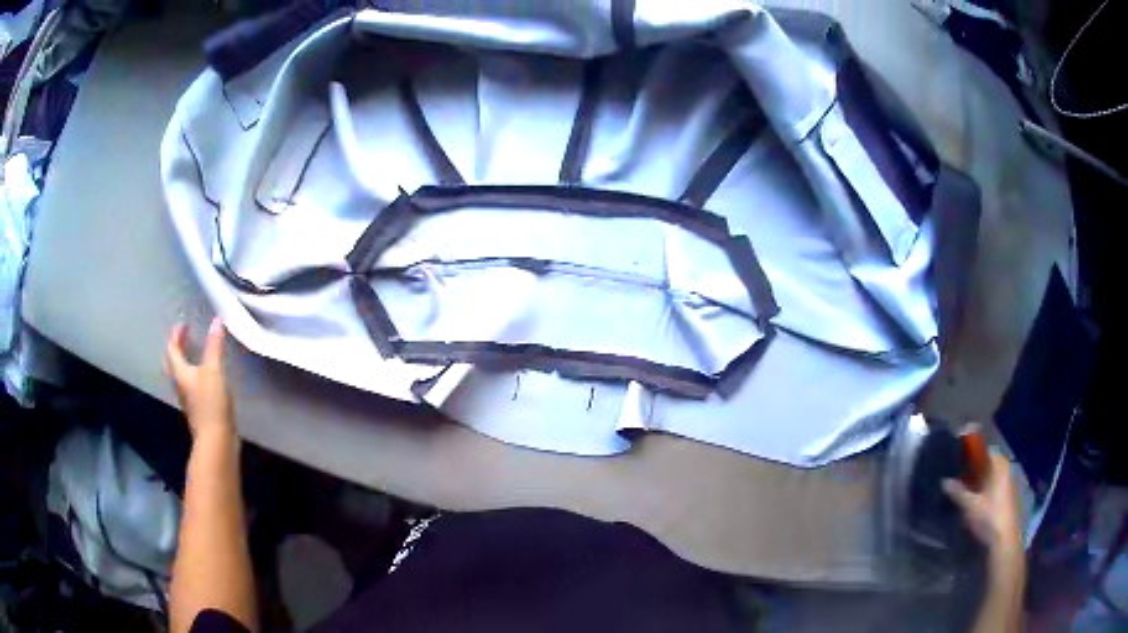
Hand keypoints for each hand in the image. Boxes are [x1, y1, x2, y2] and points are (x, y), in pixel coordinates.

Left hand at [164, 317, 234, 441]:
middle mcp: (179, 384)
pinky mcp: (196, 409)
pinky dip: (191, 375)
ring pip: (178, 375)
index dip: (176, 335)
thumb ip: (214, 345)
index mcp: (180, 372)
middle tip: (182, 338)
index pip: (172, 349)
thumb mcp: (214, 370)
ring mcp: (186, 399)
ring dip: (181, 362)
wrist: (216, 440)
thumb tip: (216, 320)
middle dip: (174, 349)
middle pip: (171, 363)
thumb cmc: (211, 402)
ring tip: (191, 354)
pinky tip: (201, 378)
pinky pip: (188, 386)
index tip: (183, 324)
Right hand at [943, 452, 1022, 563]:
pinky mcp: (1005, 498)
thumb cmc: (988, 517)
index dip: (968, 454)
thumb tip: (944, 481)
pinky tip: (971, 502)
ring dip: (975, 483)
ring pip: (988, 477)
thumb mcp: (969, 505)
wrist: (1003, 541)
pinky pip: (990, 488)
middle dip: (971, 471)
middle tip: (954, 479)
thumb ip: (957, 491)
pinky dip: (981, 492)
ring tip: (960, 492)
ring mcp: (1006, 484)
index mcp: (998, 464)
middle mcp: (1005, 469)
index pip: (982, 451)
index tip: (955, 462)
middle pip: (985, 465)